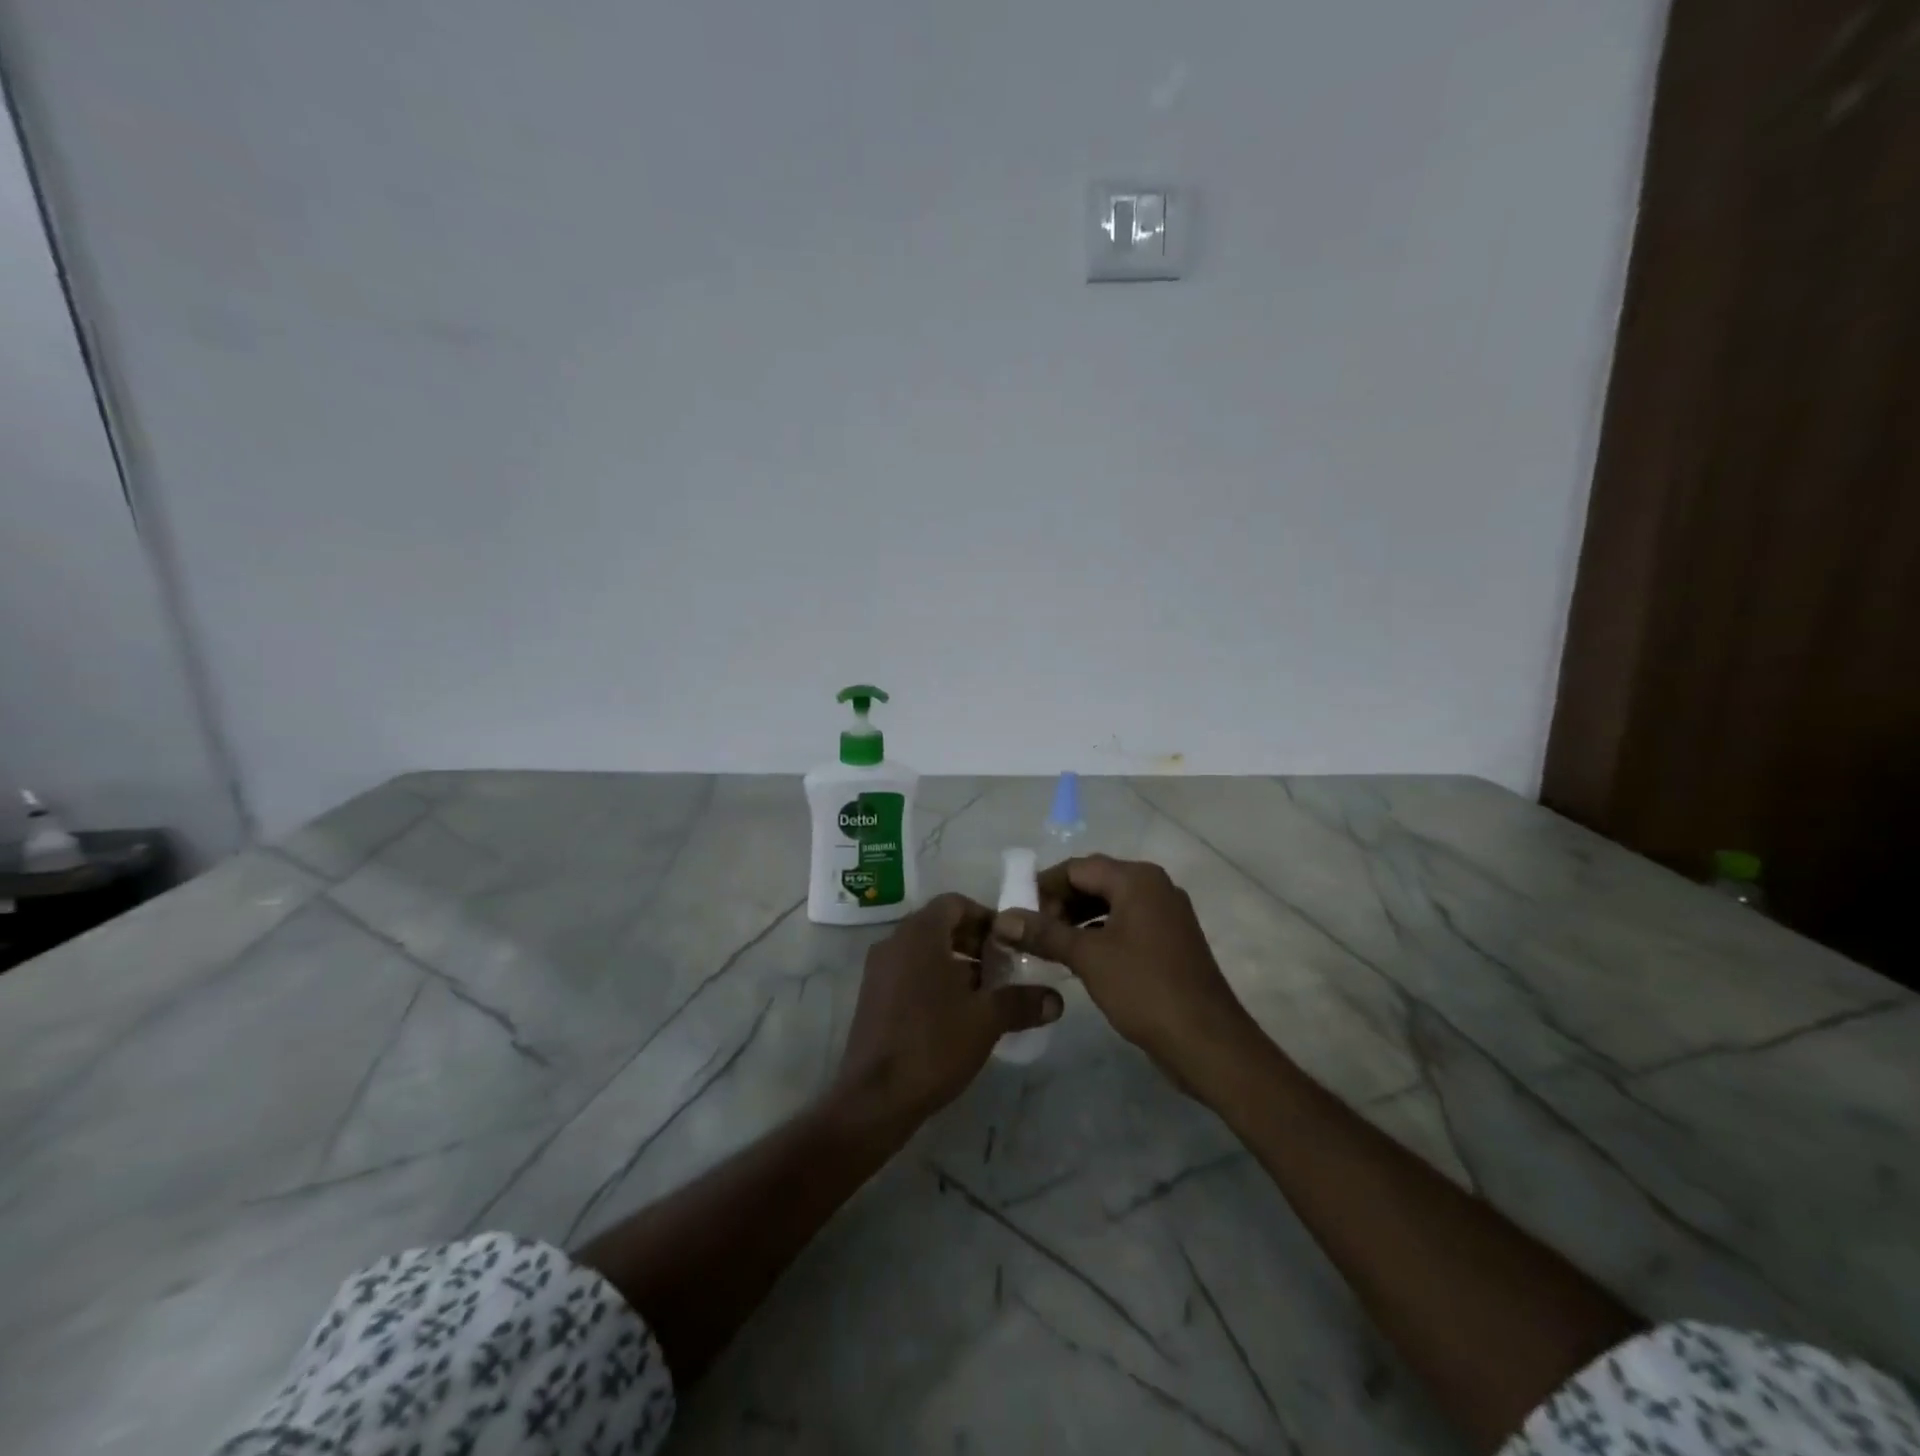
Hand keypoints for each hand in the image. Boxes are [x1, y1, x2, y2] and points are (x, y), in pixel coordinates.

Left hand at [836, 893, 1063, 1125]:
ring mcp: (878, 970)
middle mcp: (894, 942)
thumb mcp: (987, 1020)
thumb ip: (1022, 1002)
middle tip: (1003, 969)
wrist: (875, 1098)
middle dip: (974, 942)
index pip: (955, 904)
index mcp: (919, 934)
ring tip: (985, 995)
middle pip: (940, 925)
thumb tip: (1057, 999)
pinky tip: (956, 1014)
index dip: (986, 918)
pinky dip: (934, 980)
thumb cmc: (933, 1044)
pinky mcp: (872, 997)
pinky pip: (909, 972)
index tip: (1010, 943)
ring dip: (956, 963)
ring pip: (924, 951)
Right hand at [992, 856, 1256, 1092]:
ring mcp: (1166, 915)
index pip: (1078, 867)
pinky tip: (1078, 958)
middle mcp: (1155, 887)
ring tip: (1047, 946)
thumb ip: (1044, 933)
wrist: (1207, 1042)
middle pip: (1095, 882)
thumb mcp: (1088, 958)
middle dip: (1059, 903)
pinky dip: (1098, 934)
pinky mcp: (1169, 942)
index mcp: (1137, 880)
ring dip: (1077, 920)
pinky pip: (1125, 925)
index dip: (1043, 886)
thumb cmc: (1144, 989)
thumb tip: (1002, 919)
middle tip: (1030, 931)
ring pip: (1110, 905)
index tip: (1017, 912)